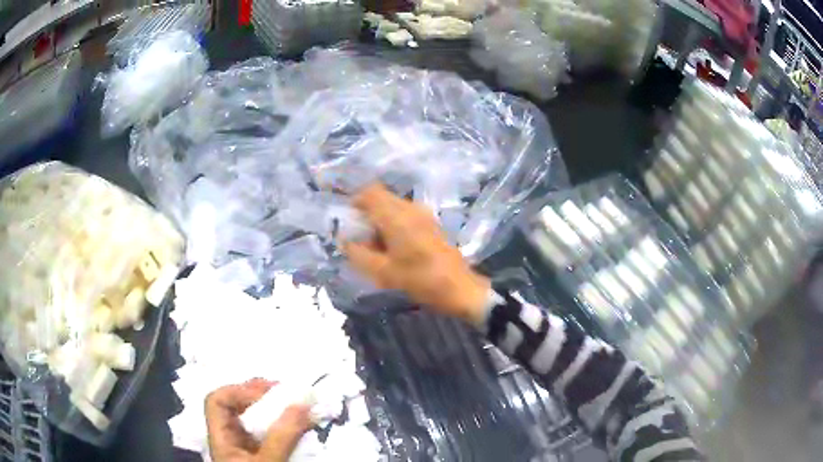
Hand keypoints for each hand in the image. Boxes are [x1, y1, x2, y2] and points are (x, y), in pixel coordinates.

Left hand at [206, 379, 310, 461]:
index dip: (238, 391)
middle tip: (287, 393)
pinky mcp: (262, 455)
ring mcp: (246, 447)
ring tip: (297, 405)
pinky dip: (284, 425)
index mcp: (221, 437)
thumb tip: (301, 402)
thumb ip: (283, 436)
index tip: (267, 394)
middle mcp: (230, 438)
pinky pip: (270, 433)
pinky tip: (300, 425)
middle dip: (260, 396)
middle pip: (235, 406)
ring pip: (254, 420)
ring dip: (276, 410)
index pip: (217, 401)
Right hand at [343, 184, 490, 325]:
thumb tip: (345, 241)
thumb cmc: (420, 280)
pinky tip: (395, 247)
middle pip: (382, 198)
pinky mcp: (431, 223)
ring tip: (377, 246)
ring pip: (394, 206)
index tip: (349, 220)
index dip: (356, 201)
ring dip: (381, 219)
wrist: (459, 287)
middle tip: (361, 237)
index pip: (371, 192)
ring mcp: (423, 214)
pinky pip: (406, 214)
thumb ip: (358, 254)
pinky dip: (394, 224)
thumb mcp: (383, 272)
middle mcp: (410, 208)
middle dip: (367, 213)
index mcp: (396, 216)